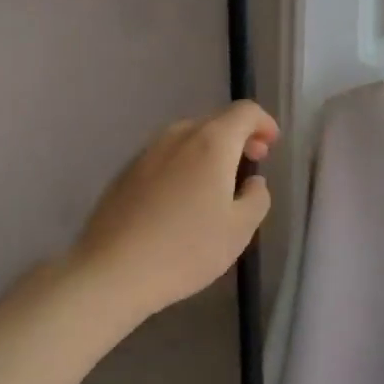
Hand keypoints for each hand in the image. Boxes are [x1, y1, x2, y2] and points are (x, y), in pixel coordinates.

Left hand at [69, 100, 279, 320]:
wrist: (112, 272)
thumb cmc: (186, 249)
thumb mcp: (240, 229)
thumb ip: (257, 197)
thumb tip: (252, 181)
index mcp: (211, 142)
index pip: (245, 111)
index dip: (263, 123)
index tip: (271, 145)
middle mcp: (178, 136)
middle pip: (215, 121)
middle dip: (238, 137)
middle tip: (250, 165)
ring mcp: (147, 152)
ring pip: (187, 138)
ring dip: (209, 151)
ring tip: (217, 184)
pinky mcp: (125, 172)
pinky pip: (165, 156)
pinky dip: (183, 164)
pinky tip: (182, 199)